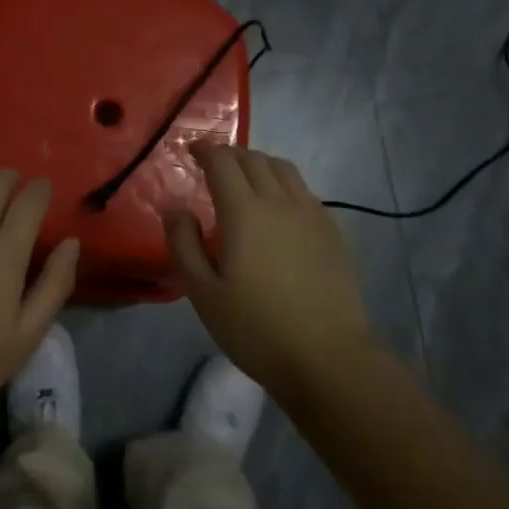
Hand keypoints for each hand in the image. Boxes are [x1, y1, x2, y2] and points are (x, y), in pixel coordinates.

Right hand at [165, 143, 381, 394]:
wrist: (328, 358)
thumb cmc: (256, 328)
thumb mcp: (203, 292)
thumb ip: (183, 244)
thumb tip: (176, 208)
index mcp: (244, 211)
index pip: (223, 162)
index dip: (205, 150)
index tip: (191, 151)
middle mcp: (280, 202)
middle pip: (254, 159)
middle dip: (230, 154)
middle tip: (212, 165)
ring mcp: (312, 214)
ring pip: (283, 169)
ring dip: (259, 163)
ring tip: (245, 179)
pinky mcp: (332, 232)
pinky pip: (304, 190)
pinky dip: (283, 183)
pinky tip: (278, 208)